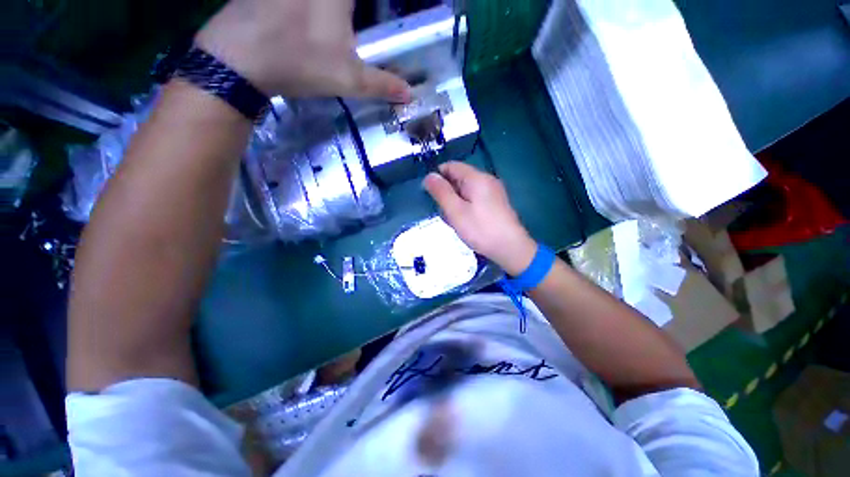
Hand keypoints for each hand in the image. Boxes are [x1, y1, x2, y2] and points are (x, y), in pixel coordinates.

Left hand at [195, 0, 410, 100]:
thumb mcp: (349, 80)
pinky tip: (303, 17)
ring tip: (336, 25)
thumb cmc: (300, 63)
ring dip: (333, 10)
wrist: (238, 58)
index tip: (369, 15)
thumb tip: (410, 95)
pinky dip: (306, 7)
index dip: (378, 4)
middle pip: (344, 2)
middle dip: (351, 10)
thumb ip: (382, 84)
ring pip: (322, 0)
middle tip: (357, 17)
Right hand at [423, 162, 537, 275]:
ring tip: (454, 220)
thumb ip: (441, 192)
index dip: (437, 176)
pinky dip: (465, 206)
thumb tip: (429, 175)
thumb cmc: (480, 229)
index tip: (430, 194)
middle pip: (459, 177)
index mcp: (477, 178)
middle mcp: (487, 180)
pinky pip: (475, 198)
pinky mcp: (496, 202)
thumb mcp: (455, 211)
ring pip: (466, 189)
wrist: (510, 248)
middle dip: (447, 192)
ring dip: (455, 201)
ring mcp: (493, 191)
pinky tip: (465, 221)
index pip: (451, 166)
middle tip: (443, 212)